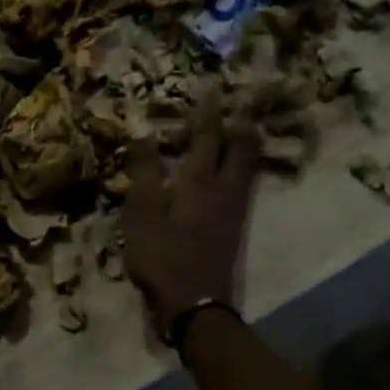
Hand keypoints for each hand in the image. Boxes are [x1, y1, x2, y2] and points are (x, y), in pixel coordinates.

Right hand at [121, 100, 259, 329]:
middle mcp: (225, 188)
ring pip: (248, 165)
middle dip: (240, 121)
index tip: (212, 86)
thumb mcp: (141, 213)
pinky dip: (244, 166)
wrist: (195, 303)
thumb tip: (142, 131)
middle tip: (241, 102)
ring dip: (247, 142)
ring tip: (244, 126)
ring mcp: (234, 208)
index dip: (208, 110)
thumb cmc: (162, 256)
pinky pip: (245, 183)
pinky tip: (237, 169)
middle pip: (241, 147)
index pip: (207, 135)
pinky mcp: (235, 226)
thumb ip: (144, 171)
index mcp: (199, 180)